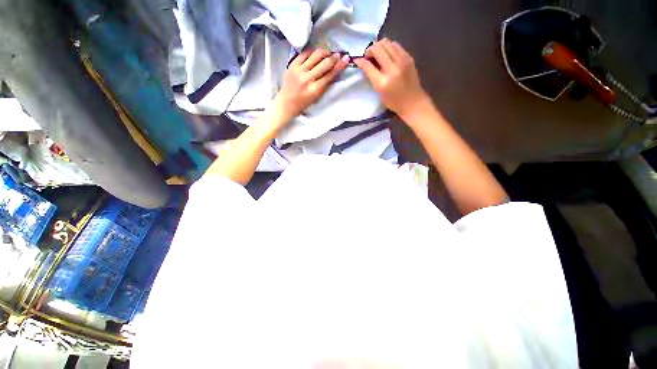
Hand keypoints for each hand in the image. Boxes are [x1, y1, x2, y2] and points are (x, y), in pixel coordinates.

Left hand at [274, 49, 349, 119]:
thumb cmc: (303, 102)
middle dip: (334, 57)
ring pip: (315, 55)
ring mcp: (299, 70)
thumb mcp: (317, 97)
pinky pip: (305, 53)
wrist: (286, 102)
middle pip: (324, 63)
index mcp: (315, 89)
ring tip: (328, 52)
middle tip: (338, 54)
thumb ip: (325, 84)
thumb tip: (334, 70)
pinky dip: (313, 51)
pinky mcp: (292, 64)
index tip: (346, 59)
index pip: (330, 75)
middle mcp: (307, 78)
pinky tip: (316, 53)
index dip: (339, 66)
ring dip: (324, 52)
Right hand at [354, 38, 429, 118]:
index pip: (368, 66)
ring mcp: (402, 61)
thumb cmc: (393, 101)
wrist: (413, 102)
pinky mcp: (409, 57)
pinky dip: (389, 47)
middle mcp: (392, 69)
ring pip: (387, 42)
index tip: (357, 60)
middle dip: (370, 50)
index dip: (360, 61)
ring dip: (379, 47)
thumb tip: (366, 63)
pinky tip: (388, 55)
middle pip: (378, 48)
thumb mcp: (379, 92)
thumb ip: (372, 77)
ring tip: (378, 55)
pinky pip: (396, 45)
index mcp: (383, 82)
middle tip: (369, 57)